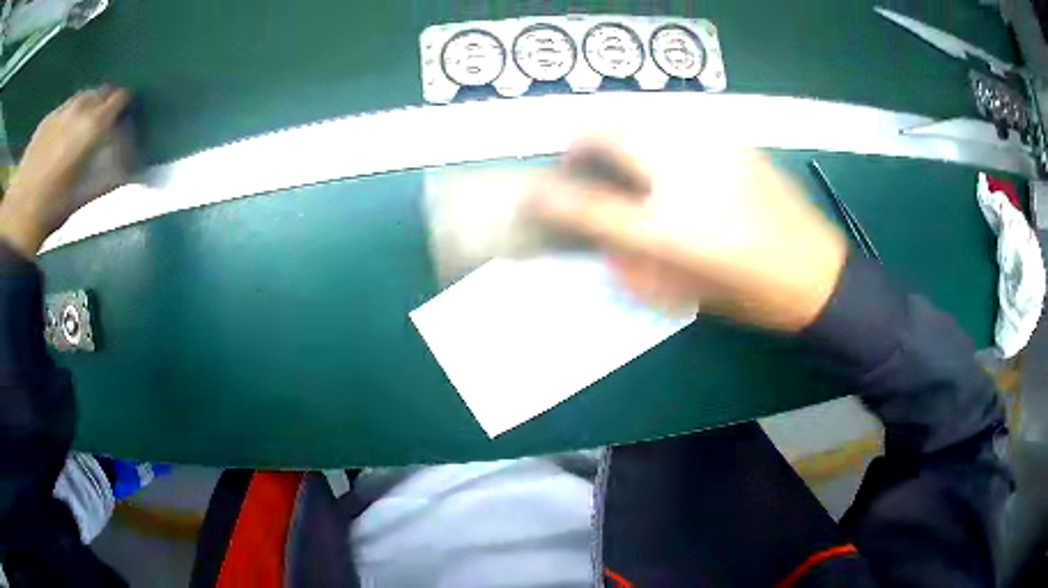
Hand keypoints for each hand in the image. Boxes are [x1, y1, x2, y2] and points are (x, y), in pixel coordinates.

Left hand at [0, 86, 130, 257]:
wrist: (19, 214)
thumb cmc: (51, 211)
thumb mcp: (82, 199)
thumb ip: (108, 181)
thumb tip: (133, 174)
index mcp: (92, 126)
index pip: (118, 99)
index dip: (125, 104)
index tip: (127, 113)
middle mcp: (78, 110)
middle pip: (100, 92)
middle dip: (106, 100)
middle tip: (106, 116)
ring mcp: (60, 112)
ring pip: (82, 95)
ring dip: (88, 103)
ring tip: (86, 120)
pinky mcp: (46, 120)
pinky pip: (64, 106)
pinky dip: (70, 112)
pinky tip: (64, 129)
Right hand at [527, 139, 846, 331]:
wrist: (816, 275)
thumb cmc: (750, 295)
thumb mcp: (682, 290)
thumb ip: (629, 257)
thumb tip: (593, 235)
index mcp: (671, 228)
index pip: (589, 203)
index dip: (549, 196)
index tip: (532, 195)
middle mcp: (685, 175)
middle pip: (610, 131)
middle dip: (580, 142)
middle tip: (577, 165)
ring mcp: (712, 148)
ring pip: (642, 116)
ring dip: (616, 132)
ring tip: (621, 160)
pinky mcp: (734, 140)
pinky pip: (677, 122)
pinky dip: (654, 133)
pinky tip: (668, 161)